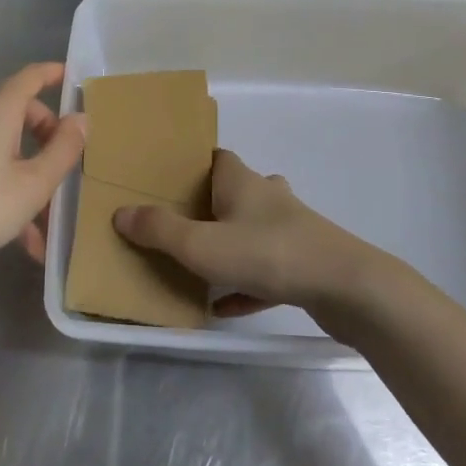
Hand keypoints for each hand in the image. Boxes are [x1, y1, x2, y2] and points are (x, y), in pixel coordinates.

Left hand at [0, 63, 85, 291]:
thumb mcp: (35, 184)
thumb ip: (64, 149)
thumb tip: (81, 119)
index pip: (31, 76)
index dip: (53, 74)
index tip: (71, 79)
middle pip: (18, 112)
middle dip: (46, 137)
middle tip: (64, 170)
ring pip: (0, 143)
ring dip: (25, 172)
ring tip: (43, 221)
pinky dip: (2, 183)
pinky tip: (16, 231)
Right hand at [112, 149, 382, 315]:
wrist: (344, 286)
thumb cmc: (267, 253)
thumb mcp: (201, 244)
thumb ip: (159, 230)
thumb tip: (121, 213)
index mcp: (242, 182)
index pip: (217, 158)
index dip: (194, 165)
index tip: (168, 180)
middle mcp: (267, 198)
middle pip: (234, 192)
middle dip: (208, 205)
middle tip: (177, 224)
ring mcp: (289, 230)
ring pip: (251, 230)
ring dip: (227, 244)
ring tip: (198, 263)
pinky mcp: (302, 263)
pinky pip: (264, 271)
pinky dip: (244, 284)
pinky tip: (224, 307)